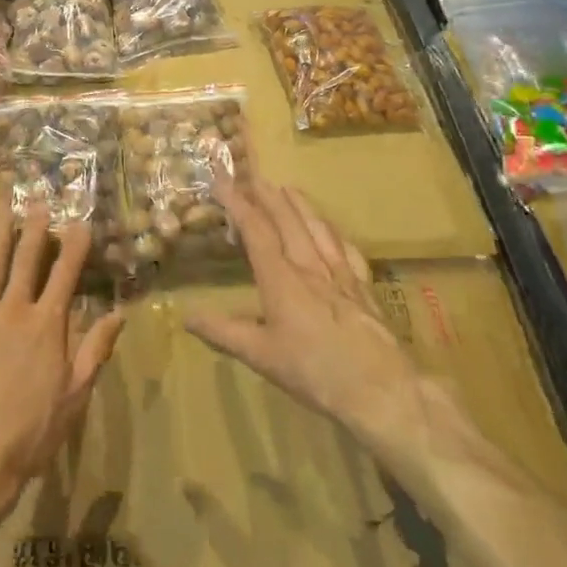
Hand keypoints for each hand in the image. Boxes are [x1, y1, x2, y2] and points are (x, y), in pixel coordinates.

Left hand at [0, 192, 127, 531]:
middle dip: (35, 227)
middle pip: (26, 258)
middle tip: (38, 201)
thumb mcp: (76, 395)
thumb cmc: (32, 429)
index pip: (66, 274)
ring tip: (2, 205)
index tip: (81, 222)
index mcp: (48, 324)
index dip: (75, 246)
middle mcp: (14, 309)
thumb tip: (118, 314)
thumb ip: (95, 350)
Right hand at [185, 172, 481, 481]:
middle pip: (288, 220)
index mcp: (281, 278)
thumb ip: (223, 332)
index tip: (223, 181)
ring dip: (301, 205)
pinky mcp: (363, 288)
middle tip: (254, 177)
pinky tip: (333, 230)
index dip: (238, 204)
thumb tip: (186, 316)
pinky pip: (347, 250)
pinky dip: (335, 233)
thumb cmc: (313, 371)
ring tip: (289, 187)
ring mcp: (340, 274)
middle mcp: (310, 266)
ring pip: (318, 228)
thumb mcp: (260, 356)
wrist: (380, 389)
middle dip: (268, 195)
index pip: (256, 230)